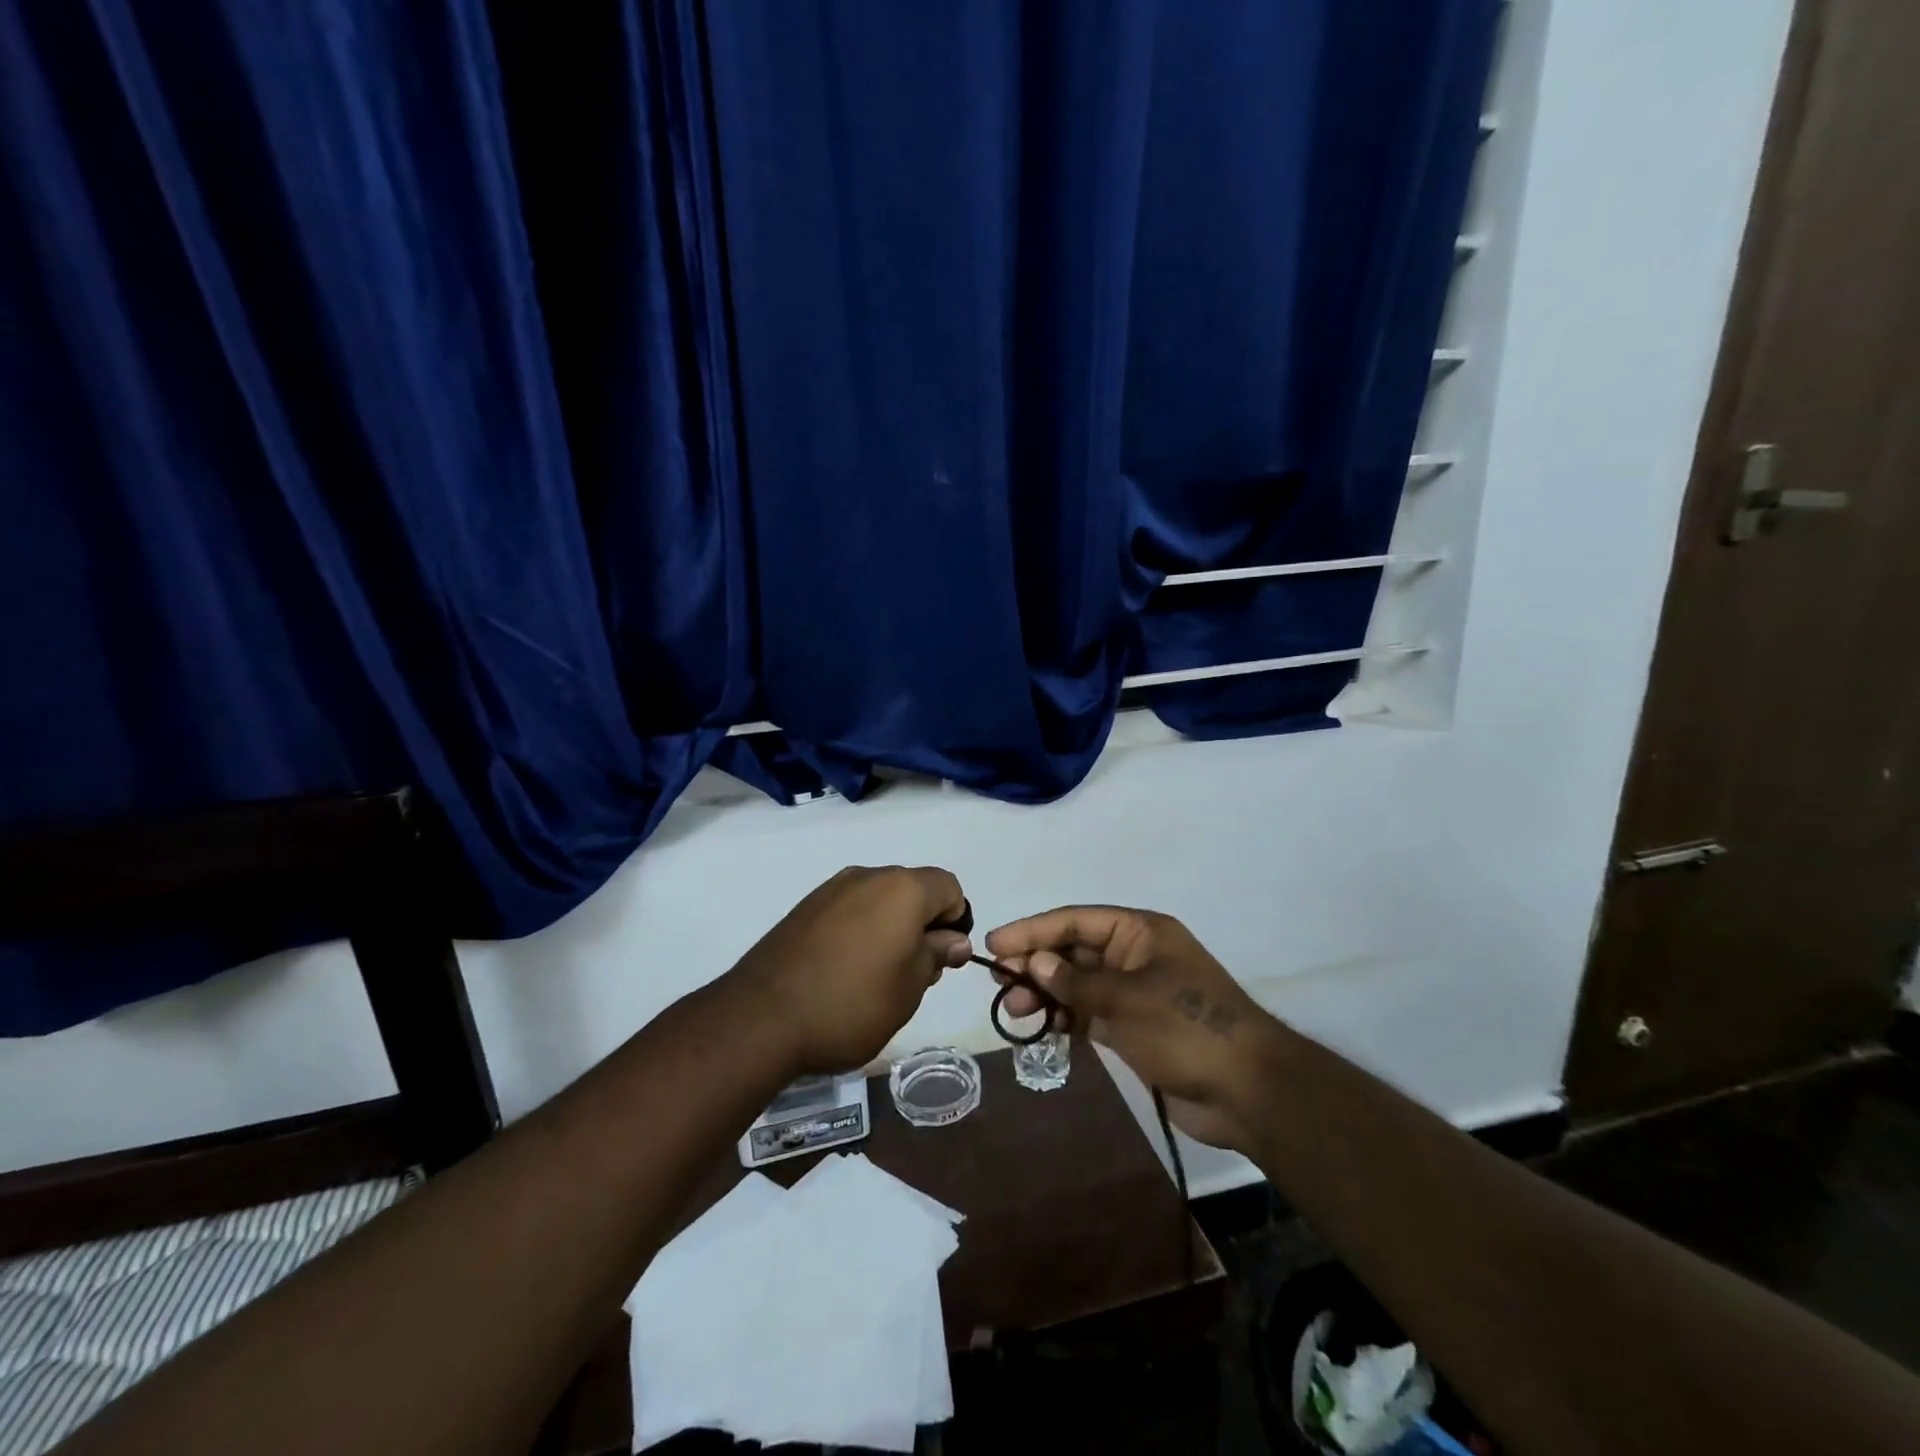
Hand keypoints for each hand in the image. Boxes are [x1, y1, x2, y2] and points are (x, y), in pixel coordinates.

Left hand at [729, 866, 972, 1075]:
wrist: (762, 1017)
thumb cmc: (852, 1003)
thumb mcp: (910, 988)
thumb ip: (937, 955)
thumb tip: (953, 939)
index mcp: (902, 888)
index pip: (949, 887)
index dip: (955, 920)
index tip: (942, 959)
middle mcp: (868, 876)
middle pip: (913, 889)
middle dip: (922, 924)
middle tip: (912, 974)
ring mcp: (831, 889)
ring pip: (879, 899)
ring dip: (889, 927)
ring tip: (875, 976)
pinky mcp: (805, 907)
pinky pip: (848, 909)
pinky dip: (858, 930)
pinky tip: (844, 969)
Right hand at [986, 907, 1283, 1153]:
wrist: (1248, 1091)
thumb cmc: (1187, 1029)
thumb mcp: (1128, 999)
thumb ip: (1076, 982)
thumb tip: (1033, 963)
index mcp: (1140, 932)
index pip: (1075, 921)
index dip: (1033, 930)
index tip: (995, 943)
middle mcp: (1135, 956)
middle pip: (1073, 951)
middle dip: (1035, 964)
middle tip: (999, 982)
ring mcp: (1134, 993)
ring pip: (1077, 984)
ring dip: (1046, 993)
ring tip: (1014, 1011)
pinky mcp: (1134, 1028)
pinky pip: (1089, 1013)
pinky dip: (1065, 1017)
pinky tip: (1042, 1026)